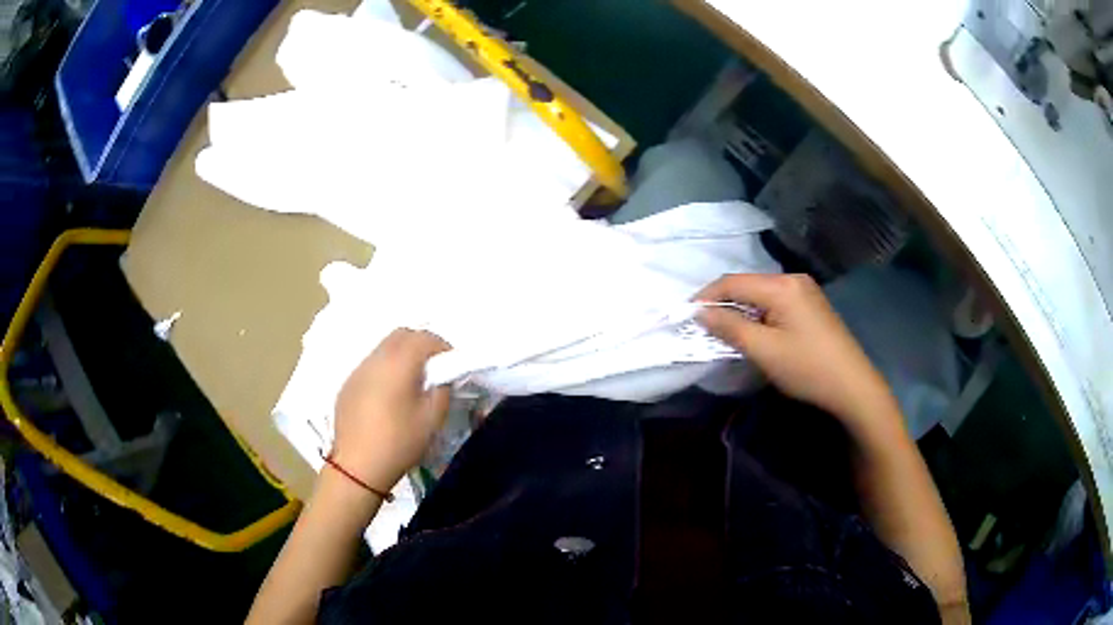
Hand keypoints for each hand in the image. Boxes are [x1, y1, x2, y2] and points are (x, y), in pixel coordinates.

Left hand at [331, 329, 451, 492]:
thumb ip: (442, 390)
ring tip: (411, 382)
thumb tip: (441, 377)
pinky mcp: (348, 384)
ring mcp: (358, 370)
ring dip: (401, 355)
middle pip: (401, 335)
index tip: (451, 365)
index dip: (442, 346)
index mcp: (398, 363)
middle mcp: (375, 359)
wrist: (357, 466)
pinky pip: (371, 364)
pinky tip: (389, 395)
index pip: (424, 338)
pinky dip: (385, 369)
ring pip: (384, 347)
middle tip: (433, 369)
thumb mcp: (432, 419)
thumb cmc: (399, 442)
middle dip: (421, 344)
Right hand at [696, 274, 898, 431]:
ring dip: (741, 309)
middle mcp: (793, 279)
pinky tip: (755, 330)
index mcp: (782, 286)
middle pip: (748, 284)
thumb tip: (701, 312)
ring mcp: (806, 291)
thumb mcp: (764, 351)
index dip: (707, 296)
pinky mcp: (812, 305)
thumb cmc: (807, 368)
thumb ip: (730, 327)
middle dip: (723, 303)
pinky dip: (759, 313)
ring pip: (761, 293)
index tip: (686, 315)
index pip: (733, 282)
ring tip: (725, 330)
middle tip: (703, 326)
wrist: (852, 386)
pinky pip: (776, 302)